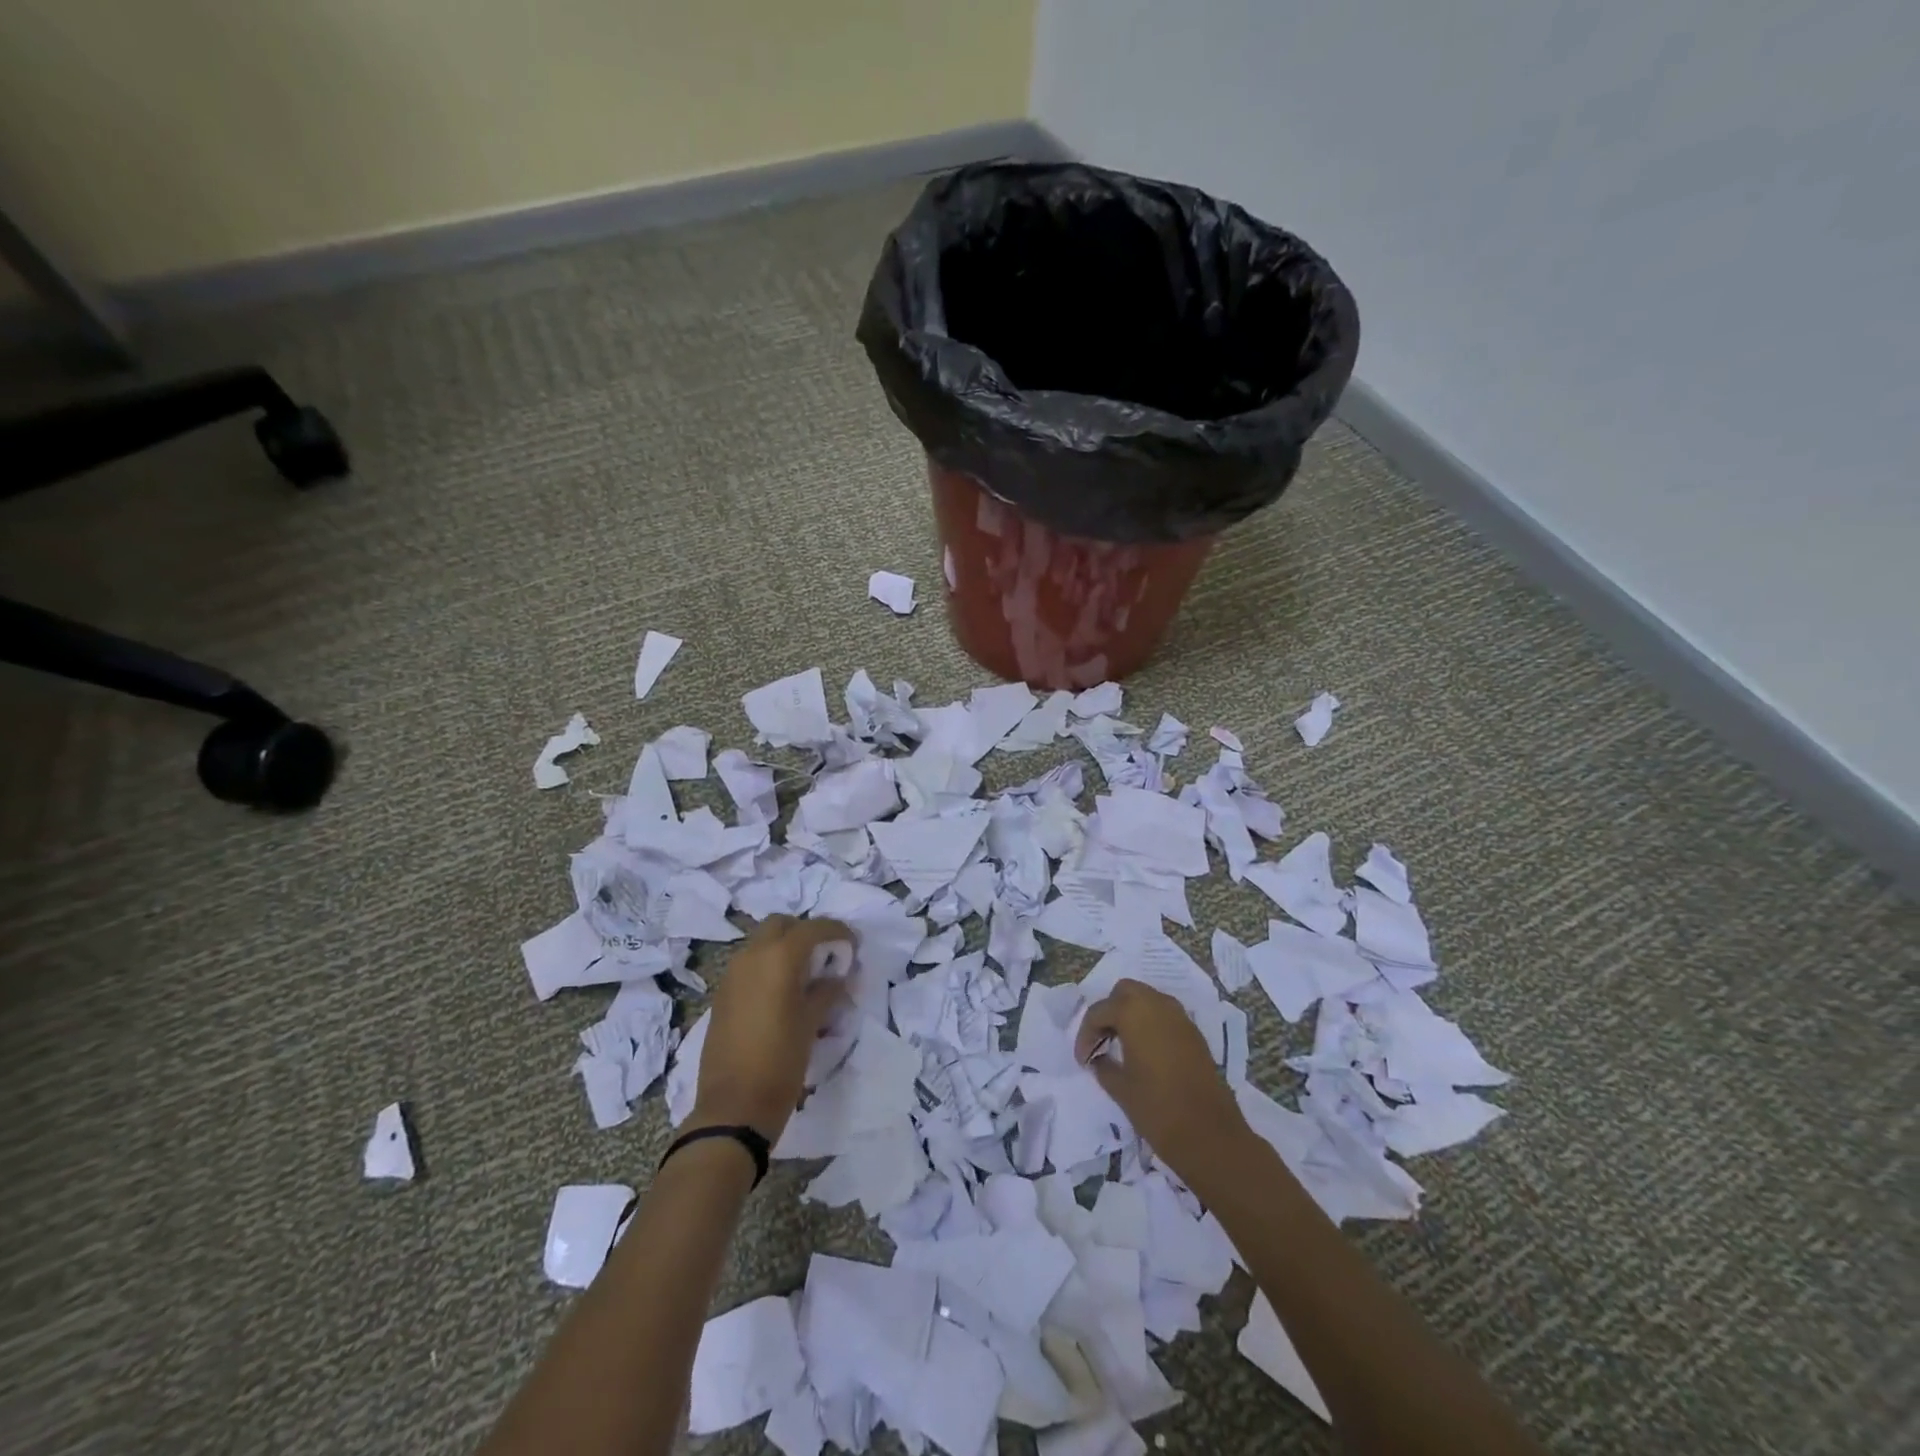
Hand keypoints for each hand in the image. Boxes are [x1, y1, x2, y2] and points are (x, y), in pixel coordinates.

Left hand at [689, 915, 854, 1142]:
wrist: (733, 1107)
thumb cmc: (781, 1061)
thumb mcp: (812, 1022)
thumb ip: (828, 990)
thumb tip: (838, 974)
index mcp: (779, 958)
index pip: (814, 928)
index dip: (837, 932)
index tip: (853, 946)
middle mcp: (752, 956)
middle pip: (781, 925)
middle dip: (805, 932)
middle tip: (825, 955)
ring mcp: (732, 974)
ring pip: (761, 942)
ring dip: (784, 948)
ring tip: (806, 975)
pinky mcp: (722, 994)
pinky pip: (749, 965)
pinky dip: (768, 966)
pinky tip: (782, 993)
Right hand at [1074, 978, 1251, 1189]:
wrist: (1211, 1135)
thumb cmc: (1157, 1109)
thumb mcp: (1120, 1088)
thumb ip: (1103, 1066)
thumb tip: (1098, 1058)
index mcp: (1134, 1012)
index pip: (1099, 1012)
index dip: (1085, 1035)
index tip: (1082, 1060)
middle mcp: (1157, 1004)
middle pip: (1125, 992)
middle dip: (1109, 1011)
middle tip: (1101, 1041)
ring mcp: (1180, 1017)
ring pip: (1147, 999)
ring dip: (1131, 1014)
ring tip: (1121, 1045)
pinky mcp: (1194, 1033)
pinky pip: (1165, 1015)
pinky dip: (1150, 1023)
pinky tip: (1145, 1051)